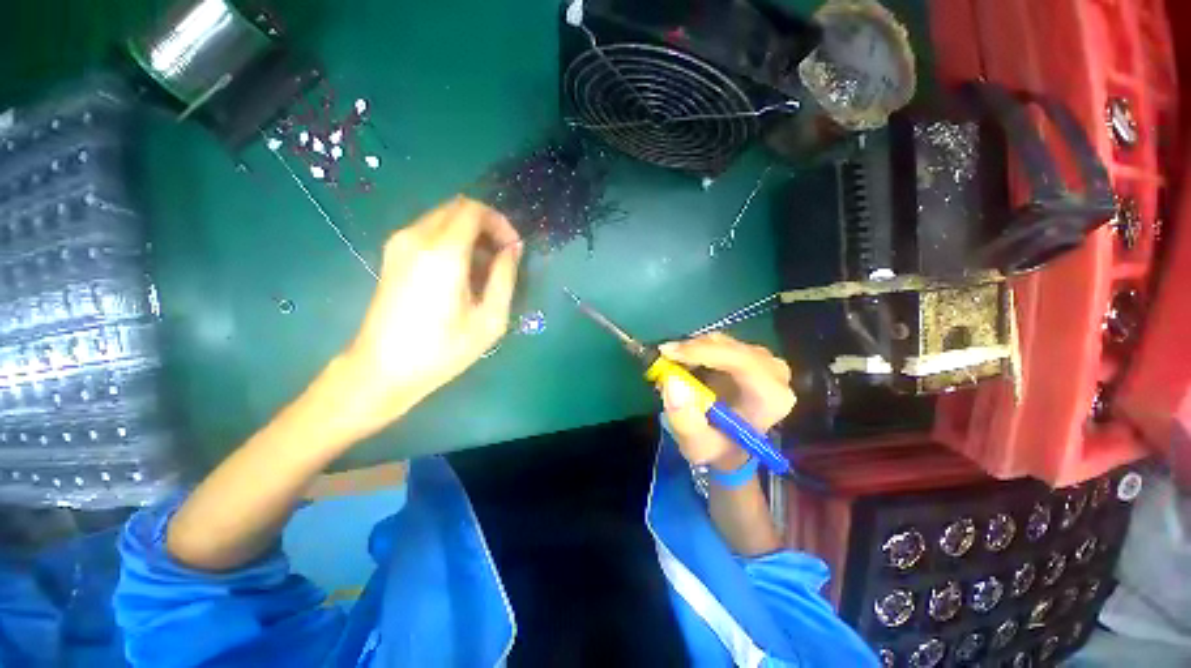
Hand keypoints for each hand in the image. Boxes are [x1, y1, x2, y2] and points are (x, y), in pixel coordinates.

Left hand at [339, 196, 521, 437]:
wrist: (383, 369)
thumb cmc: (442, 349)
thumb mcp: (489, 319)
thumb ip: (505, 277)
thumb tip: (513, 249)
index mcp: (442, 252)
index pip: (474, 210)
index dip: (500, 223)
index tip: (513, 248)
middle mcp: (416, 237)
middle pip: (458, 208)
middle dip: (487, 226)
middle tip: (502, 257)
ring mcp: (399, 243)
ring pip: (443, 218)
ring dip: (470, 234)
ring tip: (483, 270)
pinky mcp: (392, 254)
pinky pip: (429, 231)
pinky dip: (452, 241)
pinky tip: (460, 273)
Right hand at [658, 333, 794, 470]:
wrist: (729, 445)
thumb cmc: (717, 447)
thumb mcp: (696, 445)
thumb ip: (684, 420)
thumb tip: (672, 382)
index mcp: (771, 397)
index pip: (742, 361)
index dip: (704, 352)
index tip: (668, 353)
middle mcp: (774, 373)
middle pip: (730, 346)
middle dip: (692, 350)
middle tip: (662, 358)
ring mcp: (762, 360)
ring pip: (720, 341)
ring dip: (691, 350)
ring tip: (670, 366)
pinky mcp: (748, 354)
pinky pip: (718, 342)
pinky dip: (696, 349)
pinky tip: (683, 363)